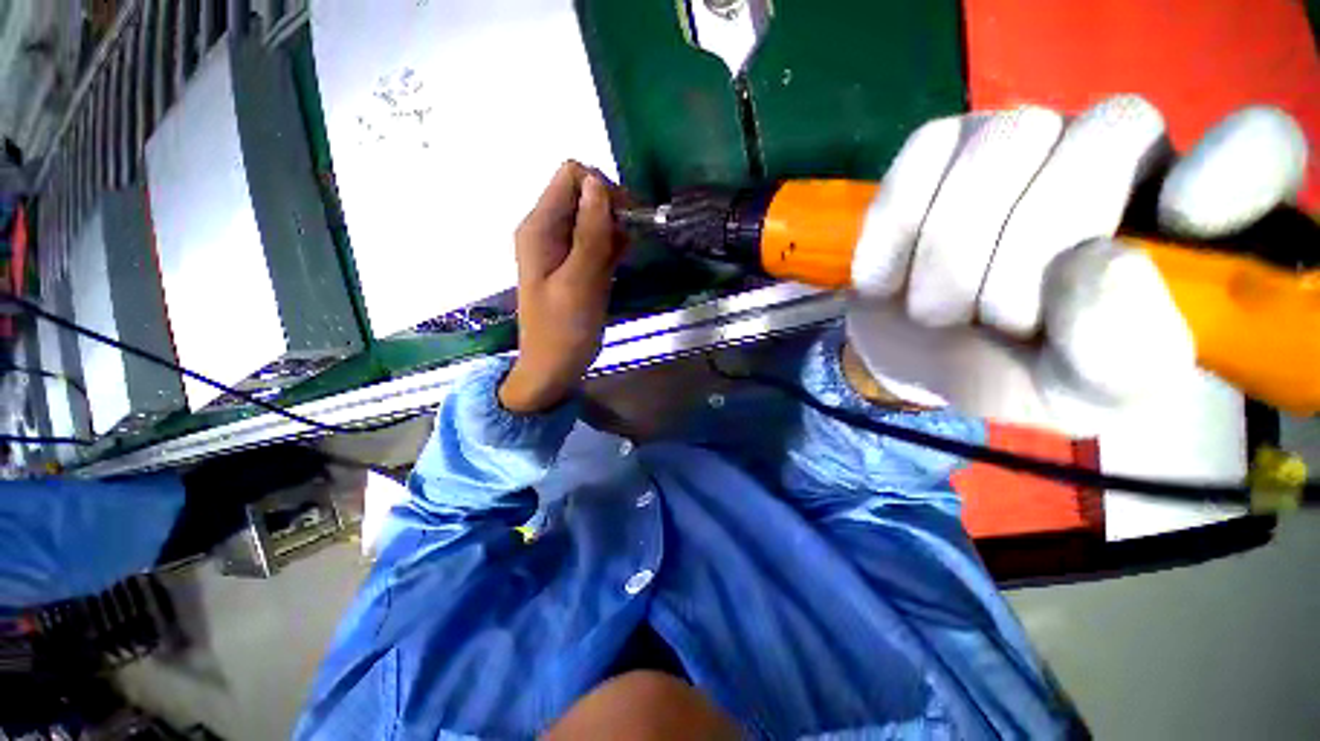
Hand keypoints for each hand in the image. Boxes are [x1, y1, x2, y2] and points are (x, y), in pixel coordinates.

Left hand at [499, 161, 626, 413]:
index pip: (571, 176)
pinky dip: (612, 246)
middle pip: (584, 193)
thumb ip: (590, 233)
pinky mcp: (575, 263)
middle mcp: (547, 229)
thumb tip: (597, 183)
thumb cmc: (564, 330)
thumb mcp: (580, 282)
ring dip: (615, 230)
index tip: (624, 220)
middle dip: (612, 209)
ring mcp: (561, 247)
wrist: (553, 367)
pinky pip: (596, 240)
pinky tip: (618, 264)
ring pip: (594, 217)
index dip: (602, 189)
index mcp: (539, 227)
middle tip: (626, 244)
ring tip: (621, 260)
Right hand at [844, 96, 1306, 432]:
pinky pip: (920, 158)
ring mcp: (1022, 135)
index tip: (1183, 218)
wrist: (913, 351)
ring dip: (949, 255)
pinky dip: (892, 232)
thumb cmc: (1006, 372)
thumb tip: (1097, 267)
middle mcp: (1117, 153)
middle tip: (991, 324)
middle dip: (1027, 255)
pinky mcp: (941, 144)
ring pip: (1002, 144)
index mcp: (1182, 223)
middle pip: (1101, 141)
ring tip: (932, 310)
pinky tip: (885, 278)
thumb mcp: (1074, 396)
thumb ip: (1118, 359)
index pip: (1254, 150)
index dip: (1233, 167)